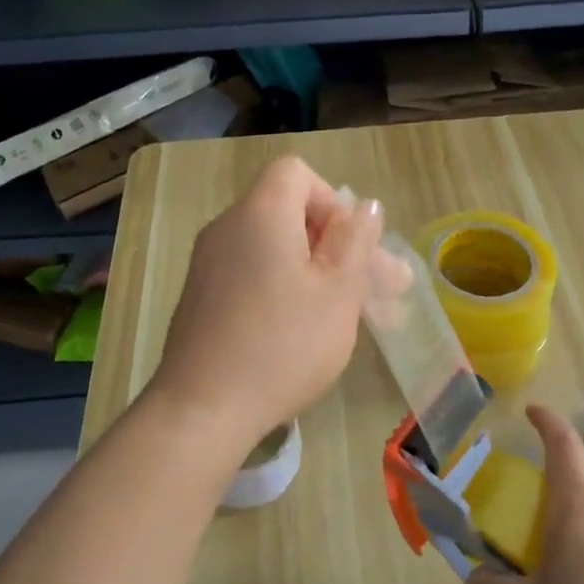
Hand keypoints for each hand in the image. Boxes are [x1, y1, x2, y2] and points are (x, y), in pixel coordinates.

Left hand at [150, 154, 381, 452]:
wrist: (203, 409)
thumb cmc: (283, 345)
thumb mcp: (337, 291)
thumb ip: (355, 241)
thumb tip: (365, 207)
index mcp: (260, 214)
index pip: (296, 173)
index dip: (332, 201)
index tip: (350, 248)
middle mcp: (227, 228)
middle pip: (289, 214)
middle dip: (338, 245)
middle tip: (381, 290)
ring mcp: (209, 265)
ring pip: (275, 250)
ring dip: (317, 272)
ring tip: (353, 316)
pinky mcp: (203, 298)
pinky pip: (252, 274)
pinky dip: (284, 289)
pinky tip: (306, 331)